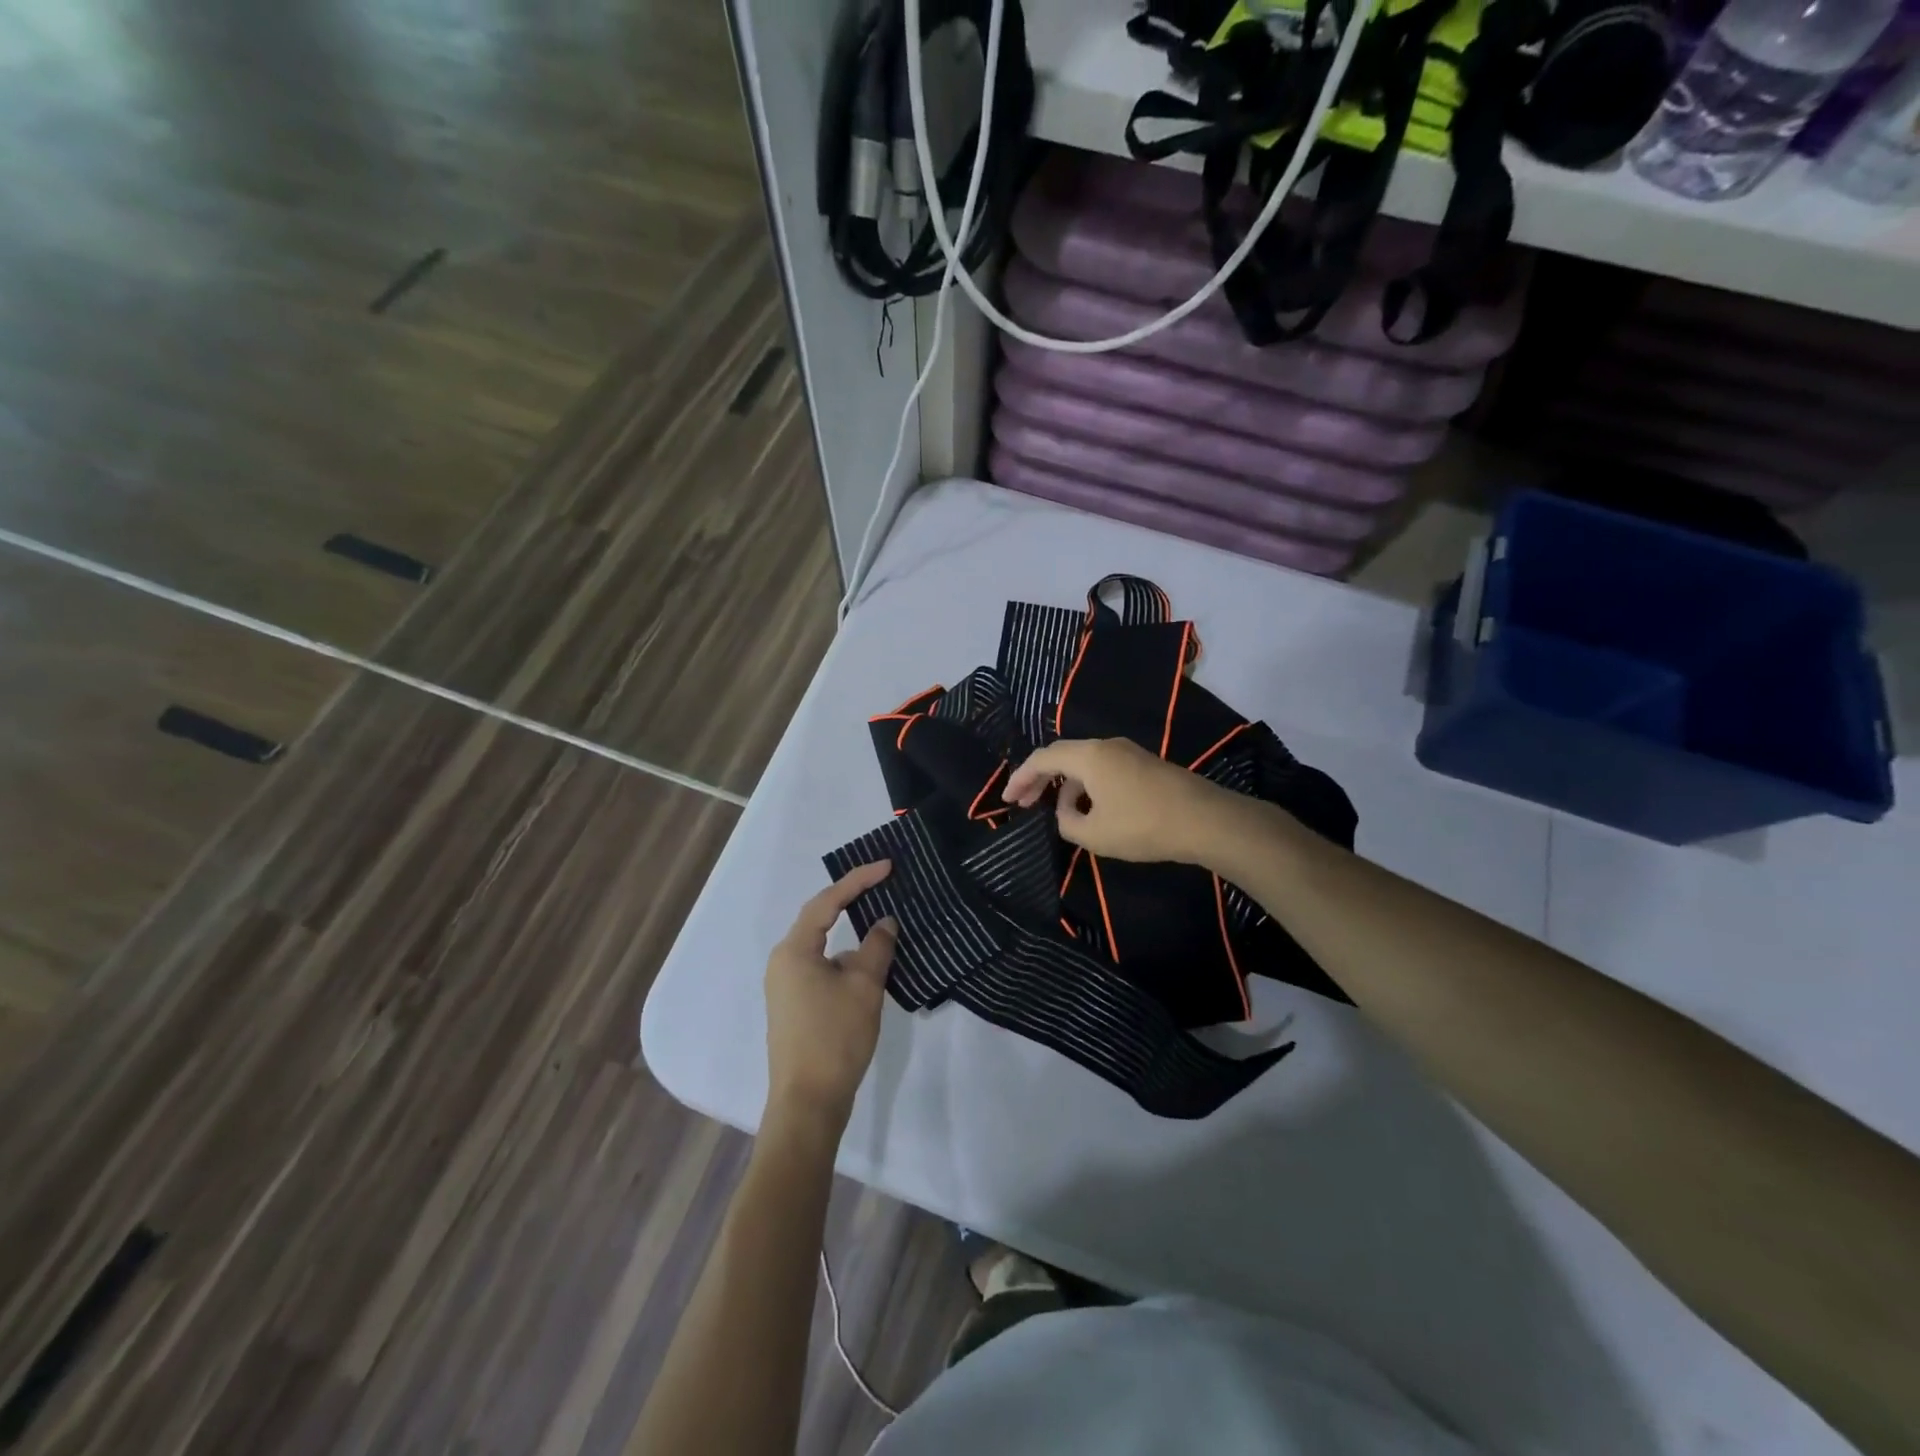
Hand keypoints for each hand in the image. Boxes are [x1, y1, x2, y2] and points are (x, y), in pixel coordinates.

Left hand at [764, 861, 898, 1128]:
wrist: (808, 1103)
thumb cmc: (835, 1038)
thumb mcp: (864, 987)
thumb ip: (876, 947)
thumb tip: (884, 922)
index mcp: (794, 950)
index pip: (827, 901)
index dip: (858, 879)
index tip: (888, 866)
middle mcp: (783, 961)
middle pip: (820, 919)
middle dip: (852, 901)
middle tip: (884, 884)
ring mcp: (785, 986)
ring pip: (822, 947)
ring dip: (850, 935)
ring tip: (883, 925)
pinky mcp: (793, 1006)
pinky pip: (820, 967)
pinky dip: (844, 960)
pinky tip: (868, 967)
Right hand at [1003, 738, 1234, 864]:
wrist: (1206, 820)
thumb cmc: (1143, 826)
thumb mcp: (1094, 834)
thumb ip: (1067, 823)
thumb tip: (1065, 813)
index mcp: (1089, 756)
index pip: (1043, 759)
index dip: (1020, 778)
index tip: (1007, 799)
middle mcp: (1106, 746)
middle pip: (1062, 755)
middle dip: (1039, 778)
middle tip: (1023, 802)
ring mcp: (1129, 752)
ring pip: (1085, 762)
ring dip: (1065, 784)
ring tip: (1059, 812)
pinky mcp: (1145, 764)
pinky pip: (1104, 768)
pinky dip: (1087, 784)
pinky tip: (1090, 809)